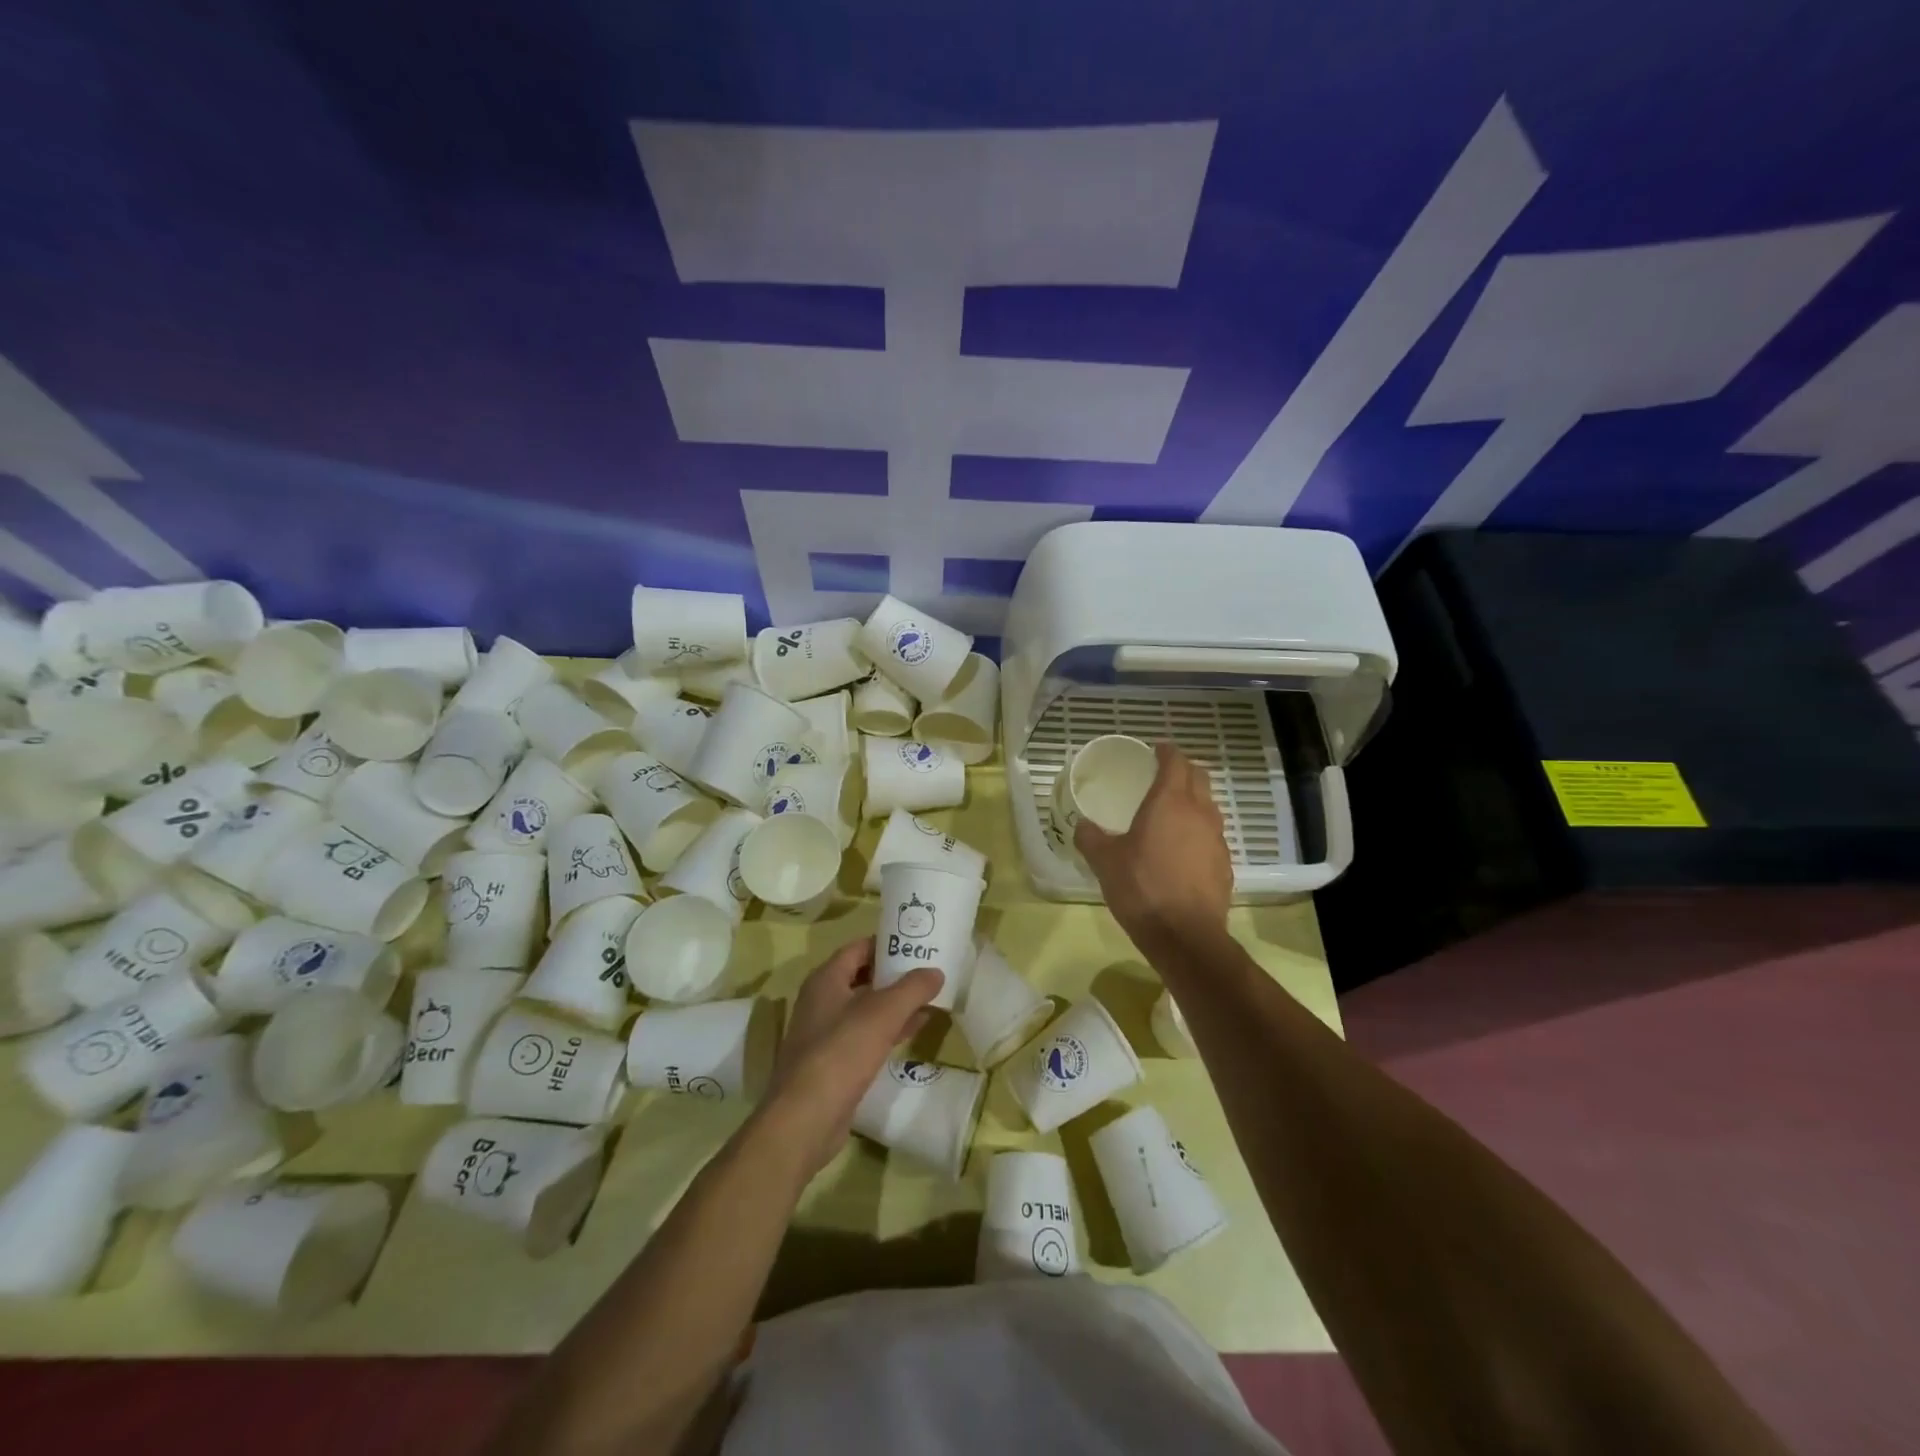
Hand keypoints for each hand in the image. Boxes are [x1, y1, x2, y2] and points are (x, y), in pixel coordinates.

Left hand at [759, 936, 943, 1178]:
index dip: (887, 943)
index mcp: (826, 980)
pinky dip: (889, 1029)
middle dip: (895, 974)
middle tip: (929, 970)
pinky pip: (865, 1035)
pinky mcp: (834, 1063)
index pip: (859, 948)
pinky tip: (914, 1030)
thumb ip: (911, 989)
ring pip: (866, 1008)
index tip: (917, 943)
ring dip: (895, 1003)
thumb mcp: (882, 1013)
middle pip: (863, 977)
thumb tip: (935, 971)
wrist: (805, 1119)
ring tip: (930, 998)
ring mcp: (826, 1034)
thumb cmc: (841, 1052)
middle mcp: (822, 1001)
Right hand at [1077, 741, 1232, 948]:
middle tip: (1162, 775)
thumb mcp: (1104, 862)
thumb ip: (1091, 838)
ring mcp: (1217, 839)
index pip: (1175, 761)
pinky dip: (1198, 831)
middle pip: (1199, 777)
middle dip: (1183, 770)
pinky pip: (1212, 836)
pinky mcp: (1225, 865)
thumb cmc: (1142, 888)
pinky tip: (1182, 850)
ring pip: (1209, 806)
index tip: (1155, 749)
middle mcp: (1199, 813)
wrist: (1185, 936)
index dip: (1165, 751)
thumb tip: (1083, 826)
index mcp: (1170, 802)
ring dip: (1193, 801)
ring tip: (1172, 812)